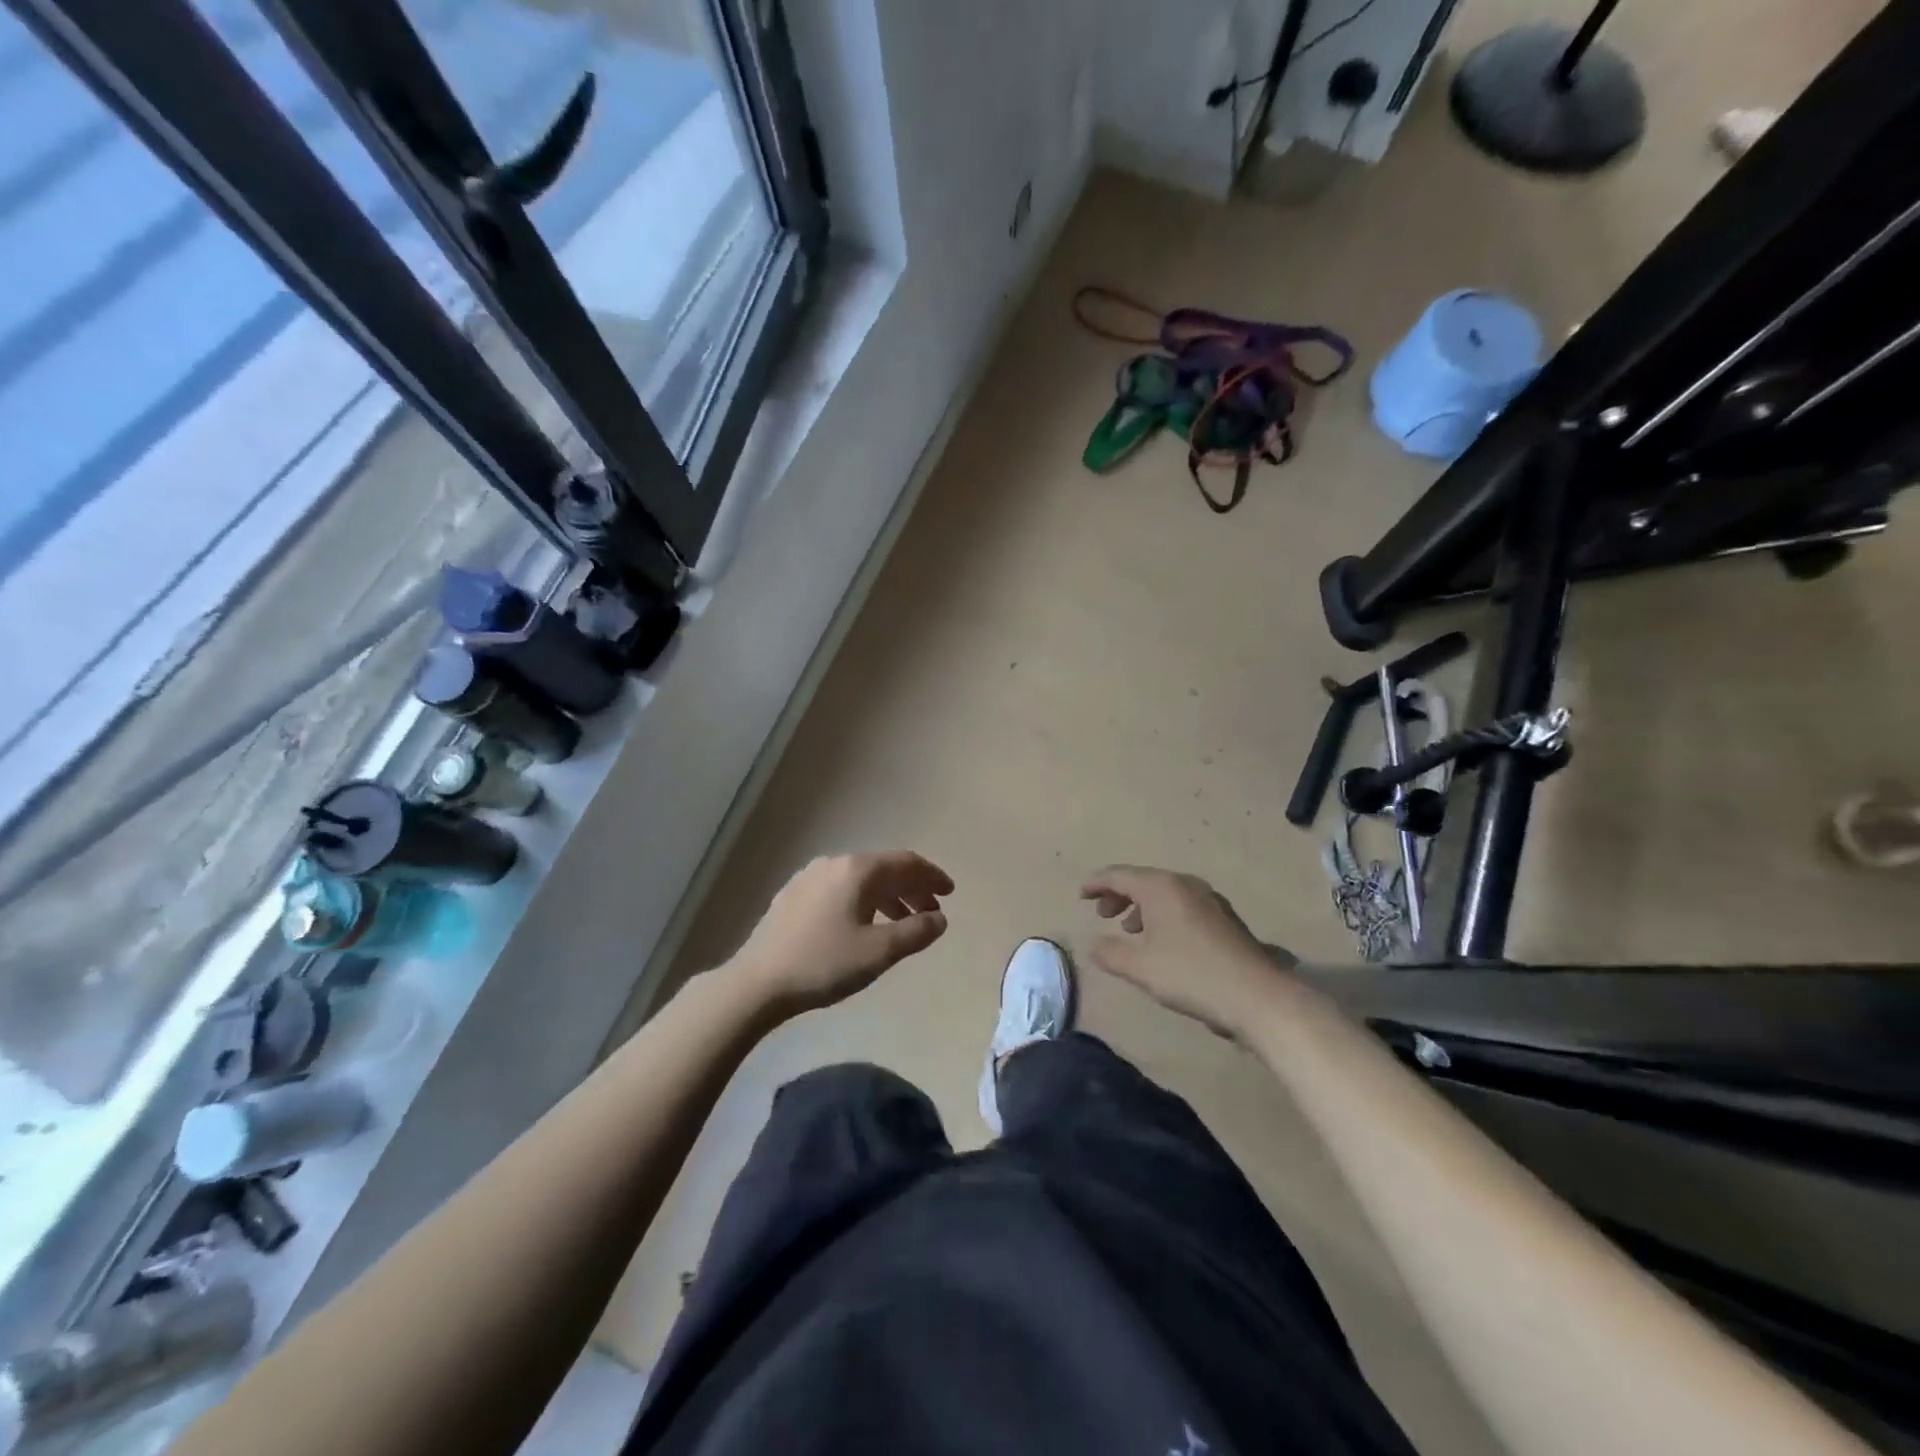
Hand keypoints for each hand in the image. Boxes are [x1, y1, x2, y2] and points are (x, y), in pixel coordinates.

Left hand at [732, 852, 952, 1015]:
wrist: (757, 982)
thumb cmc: (823, 964)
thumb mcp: (878, 952)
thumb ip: (915, 932)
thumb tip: (940, 918)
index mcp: (857, 870)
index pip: (905, 862)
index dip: (932, 876)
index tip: (950, 893)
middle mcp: (834, 863)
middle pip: (884, 868)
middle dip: (912, 888)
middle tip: (932, 910)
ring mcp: (810, 877)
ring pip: (861, 880)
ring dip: (889, 897)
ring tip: (904, 923)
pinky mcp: (794, 895)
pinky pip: (841, 889)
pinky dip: (864, 901)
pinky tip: (864, 925)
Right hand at [1081, 865, 1293, 1038]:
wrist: (1257, 996)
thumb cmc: (1191, 975)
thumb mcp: (1140, 968)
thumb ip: (1111, 954)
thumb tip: (1094, 945)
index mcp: (1161, 887)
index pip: (1119, 875)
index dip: (1096, 883)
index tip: (1080, 895)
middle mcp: (1185, 884)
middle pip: (1143, 880)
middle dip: (1119, 895)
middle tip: (1102, 915)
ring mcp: (1210, 900)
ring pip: (1165, 893)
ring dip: (1142, 907)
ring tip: (1130, 930)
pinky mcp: (1225, 919)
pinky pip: (1183, 906)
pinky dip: (1163, 915)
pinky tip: (1163, 943)